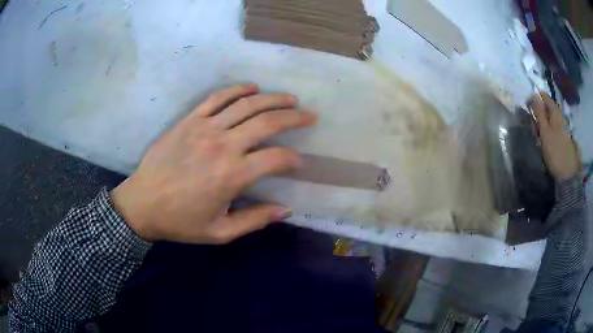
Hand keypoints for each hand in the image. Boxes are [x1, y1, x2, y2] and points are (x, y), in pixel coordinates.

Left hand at [111, 84, 317, 243]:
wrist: (142, 204)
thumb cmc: (181, 222)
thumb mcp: (220, 232)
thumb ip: (255, 220)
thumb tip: (285, 209)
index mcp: (232, 175)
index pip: (276, 158)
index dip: (293, 159)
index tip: (299, 162)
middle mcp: (223, 145)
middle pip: (267, 123)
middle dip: (294, 118)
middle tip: (310, 116)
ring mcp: (205, 128)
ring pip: (246, 104)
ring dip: (272, 99)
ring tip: (290, 99)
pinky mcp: (190, 120)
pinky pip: (217, 98)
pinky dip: (237, 89)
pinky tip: (252, 87)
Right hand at [531, 92, 577, 181]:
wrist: (567, 175)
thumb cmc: (555, 152)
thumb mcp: (545, 132)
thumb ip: (539, 112)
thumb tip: (533, 94)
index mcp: (556, 112)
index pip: (544, 96)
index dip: (535, 97)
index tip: (527, 105)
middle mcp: (560, 116)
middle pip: (546, 108)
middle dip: (538, 114)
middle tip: (532, 126)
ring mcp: (562, 128)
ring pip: (549, 120)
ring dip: (542, 125)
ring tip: (538, 137)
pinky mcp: (562, 138)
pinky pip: (552, 130)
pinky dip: (546, 133)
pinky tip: (544, 142)